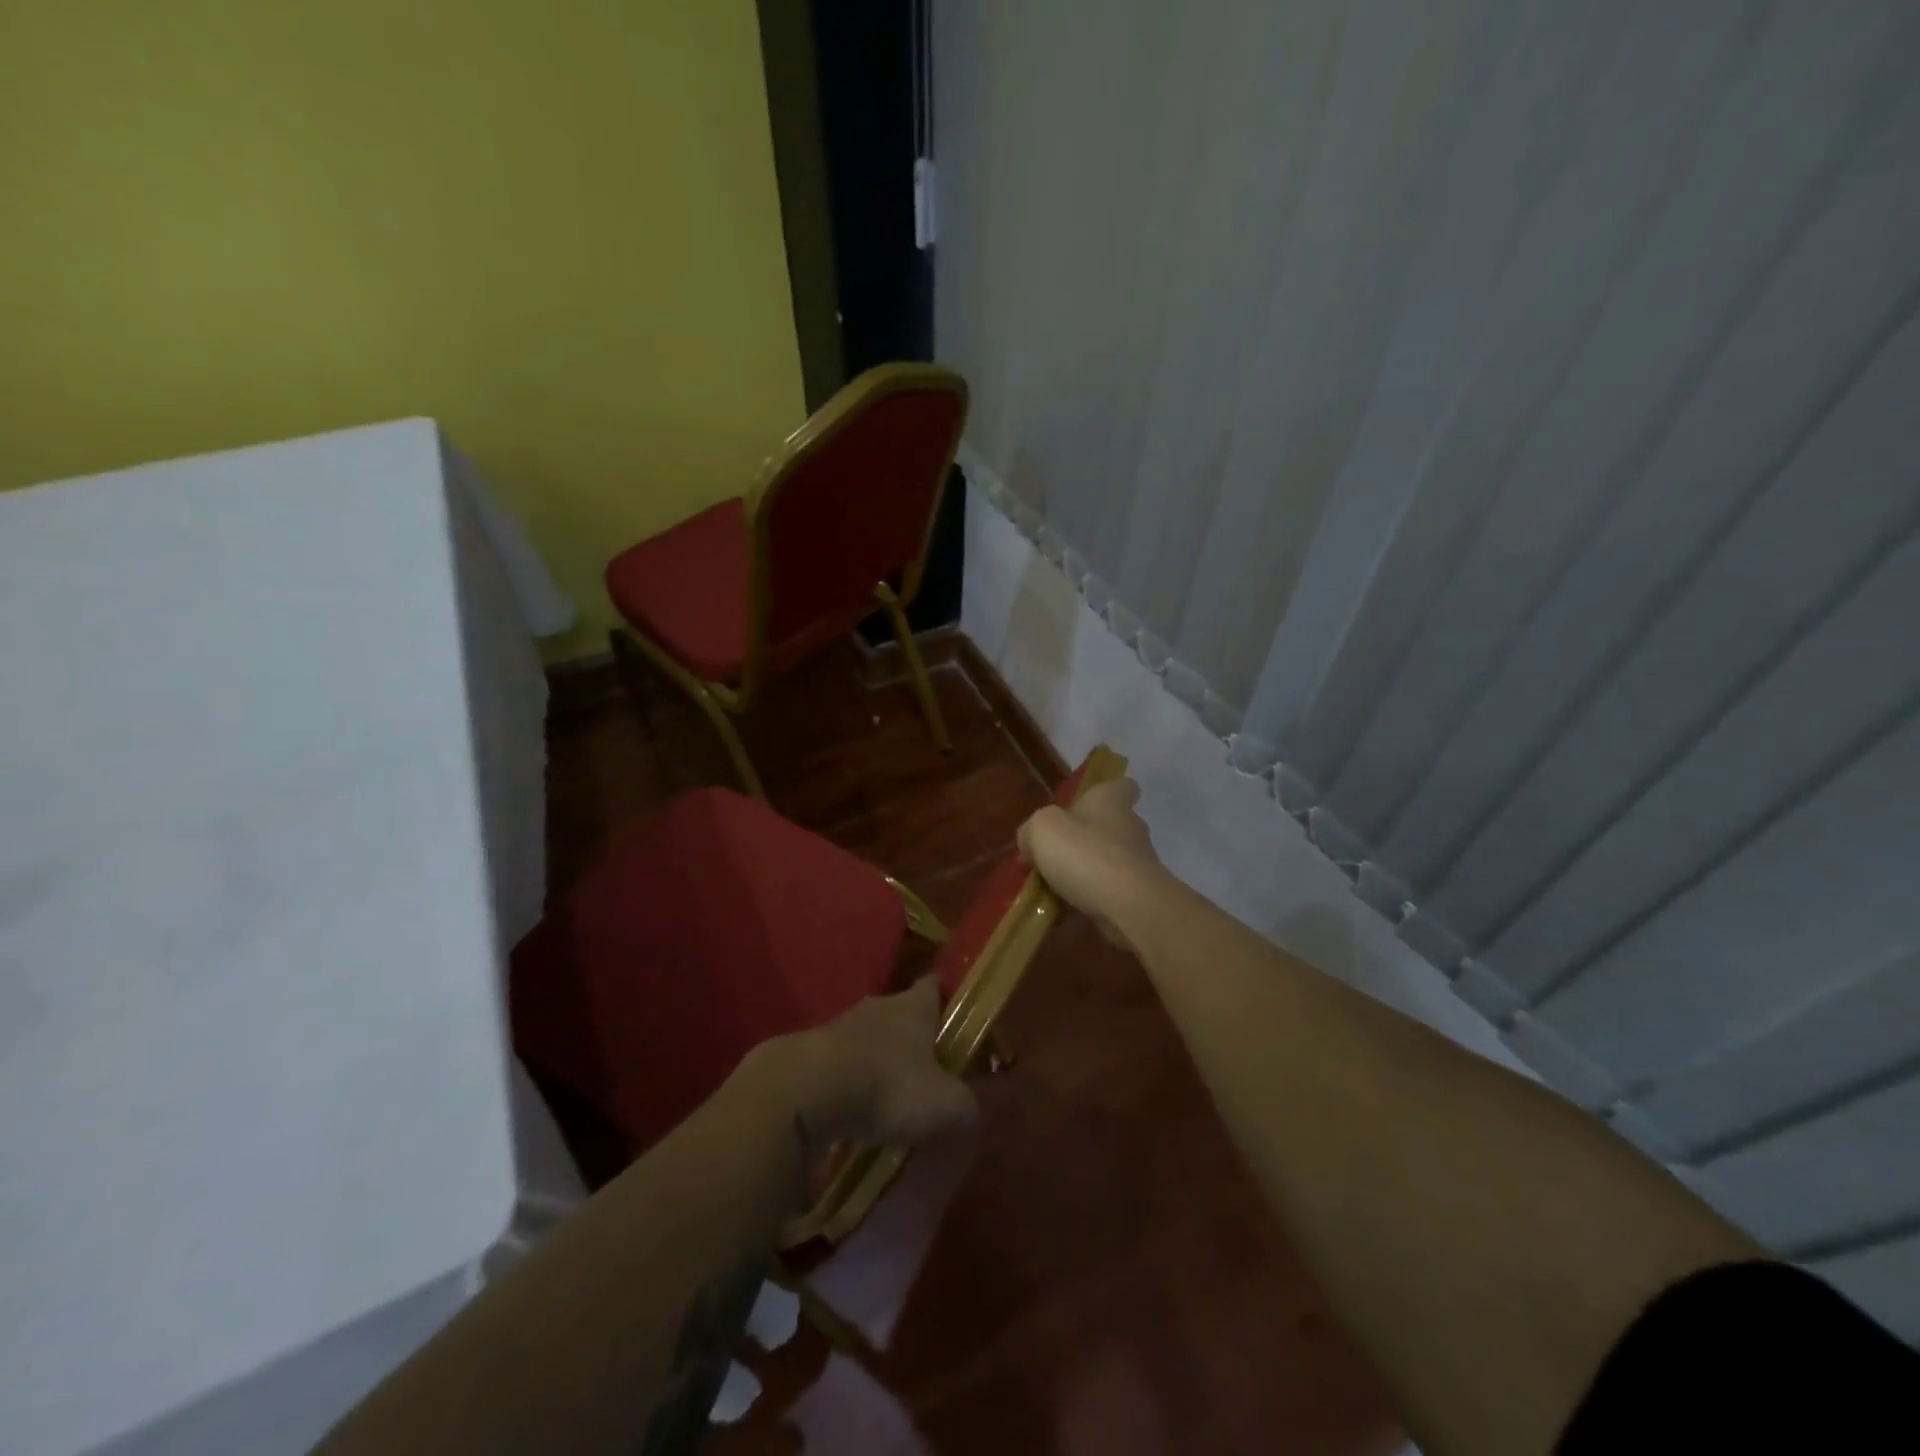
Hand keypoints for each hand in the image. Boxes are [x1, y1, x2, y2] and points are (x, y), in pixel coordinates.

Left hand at [775, 977, 977, 1155]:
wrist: (807, 1092)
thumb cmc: (888, 1085)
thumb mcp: (945, 1105)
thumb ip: (965, 1106)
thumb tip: (969, 1110)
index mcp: (914, 1007)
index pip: (933, 987)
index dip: (943, 997)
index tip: (952, 1011)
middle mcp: (877, 1006)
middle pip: (899, 1013)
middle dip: (910, 1037)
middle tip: (923, 1068)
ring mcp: (838, 1026)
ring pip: (865, 1039)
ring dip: (874, 1061)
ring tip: (885, 1097)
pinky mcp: (807, 1053)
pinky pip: (837, 1066)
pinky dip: (845, 1084)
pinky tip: (850, 1113)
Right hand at [1017, 776, 1163, 954]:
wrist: (1129, 906)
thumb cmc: (1085, 854)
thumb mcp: (1041, 830)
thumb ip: (1031, 830)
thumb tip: (1029, 843)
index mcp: (1111, 801)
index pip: (1122, 786)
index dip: (1108, 792)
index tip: (1088, 804)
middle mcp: (1131, 827)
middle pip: (1111, 826)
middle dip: (1086, 839)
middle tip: (1053, 855)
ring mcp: (1139, 864)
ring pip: (1108, 861)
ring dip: (1086, 872)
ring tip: (1053, 889)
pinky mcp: (1139, 896)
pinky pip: (1110, 892)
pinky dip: (1091, 900)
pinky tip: (1065, 912)